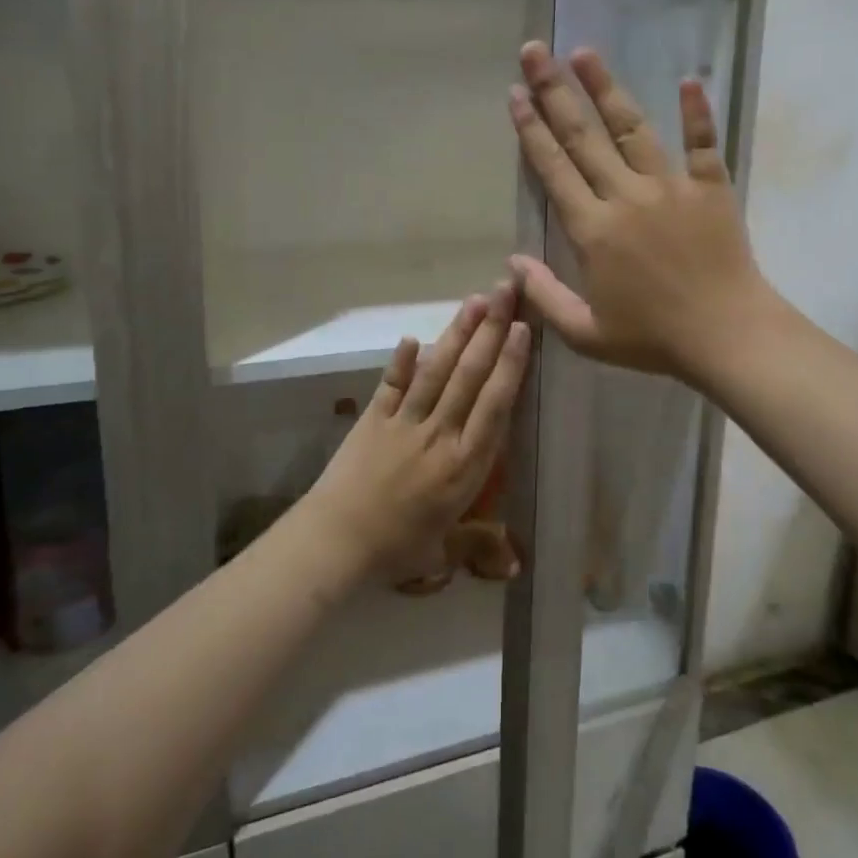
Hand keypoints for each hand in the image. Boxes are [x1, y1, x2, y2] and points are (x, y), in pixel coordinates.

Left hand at [301, 283, 530, 583]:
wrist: (336, 543)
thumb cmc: (396, 549)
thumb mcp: (444, 549)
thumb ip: (480, 545)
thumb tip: (518, 565)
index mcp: (464, 465)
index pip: (494, 405)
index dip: (509, 365)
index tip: (522, 330)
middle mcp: (440, 435)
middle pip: (469, 375)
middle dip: (490, 330)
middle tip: (506, 292)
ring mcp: (404, 423)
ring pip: (436, 371)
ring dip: (456, 334)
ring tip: (474, 301)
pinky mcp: (373, 419)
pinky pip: (391, 385)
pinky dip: (401, 361)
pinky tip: (412, 337)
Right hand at [508, 41, 771, 382]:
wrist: (726, 336)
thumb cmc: (652, 339)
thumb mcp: (586, 334)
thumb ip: (544, 296)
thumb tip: (512, 262)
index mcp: (593, 230)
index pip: (554, 169)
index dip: (531, 130)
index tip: (515, 93)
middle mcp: (626, 196)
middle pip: (584, 136)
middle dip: (555, 91)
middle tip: (535, 51)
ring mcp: (671, 187)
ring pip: (633, 128)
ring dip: (607, 88)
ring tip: (585, 52)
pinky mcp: (710, 188)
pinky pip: (702, 143)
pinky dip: (697, 111)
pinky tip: (688, 79)